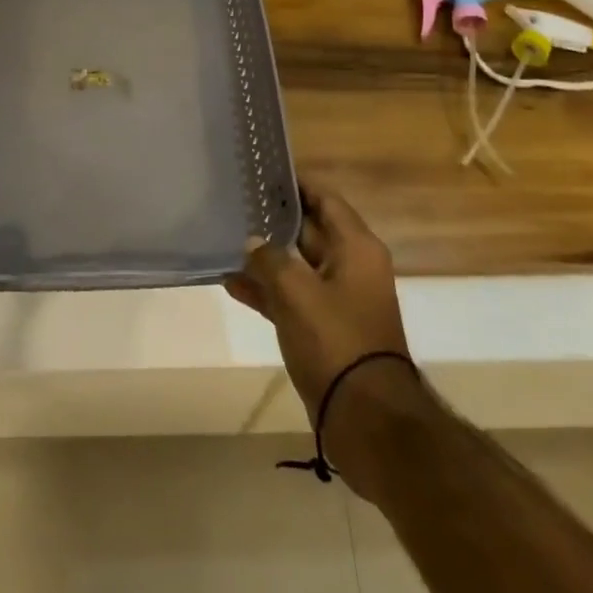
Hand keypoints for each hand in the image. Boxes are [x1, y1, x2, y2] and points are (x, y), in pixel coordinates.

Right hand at [226, 180, 415, 477]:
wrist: (367, 421)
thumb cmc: (336, 341)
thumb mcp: (296, 292)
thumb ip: (269, 259)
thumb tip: (253, 242)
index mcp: (356, 248)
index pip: (325, 199)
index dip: (296, 184)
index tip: (263, 171)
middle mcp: (351, 267)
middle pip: (310, 230)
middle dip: (274, 219)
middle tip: (236, 202)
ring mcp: (338, 300)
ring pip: (297, 266)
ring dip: (265, 258)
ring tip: (225, 240)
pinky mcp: (325, 331)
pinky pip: (292, 298)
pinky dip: (267, 291)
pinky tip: (231, 283)